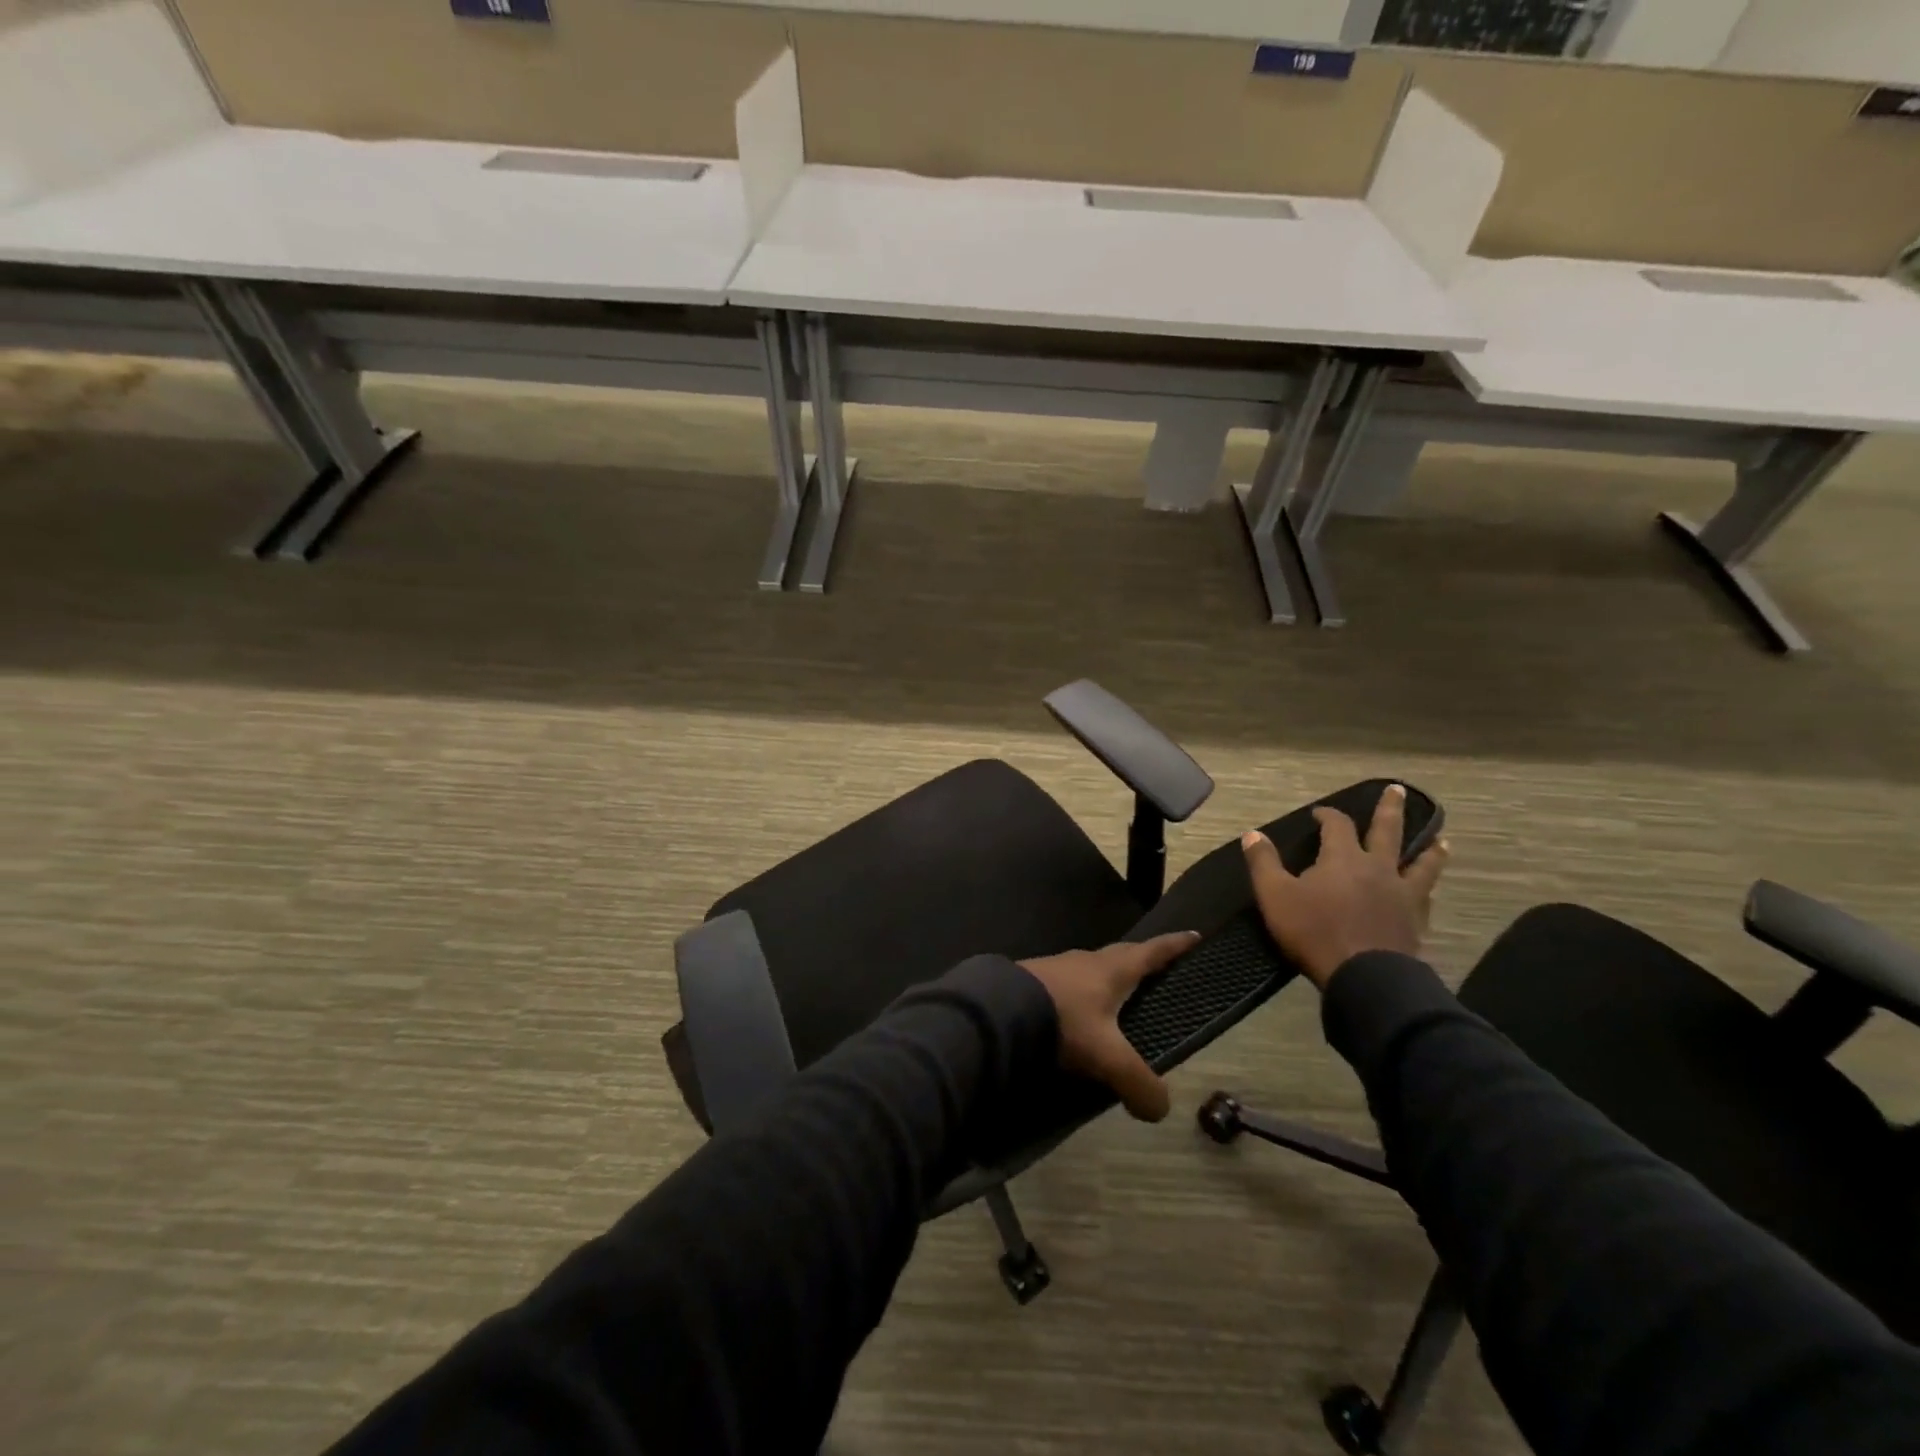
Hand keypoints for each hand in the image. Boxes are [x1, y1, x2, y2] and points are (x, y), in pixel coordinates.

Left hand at [1018, 931, 1200, 1122]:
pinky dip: (1080, 995)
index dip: (1175, 946)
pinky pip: (1068, 985)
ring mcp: (1057, 968)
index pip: (1152, 952)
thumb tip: (1161, 1109)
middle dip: (1142, 961)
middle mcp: (1086, 961)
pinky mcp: (1033, 981)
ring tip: (1117, 997)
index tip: (1194, 935)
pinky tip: (1077, 1015)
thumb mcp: (1108, 1057)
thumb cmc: (1064, 1022)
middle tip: (1159, 968)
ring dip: (1107, 979)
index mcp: (1112, 970)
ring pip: (1091, 970)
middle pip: (1121, 957)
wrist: (1000, 1011)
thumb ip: (1139, 1083)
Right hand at [1242, 784, 1447, 989]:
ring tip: (1440, 840)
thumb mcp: (1275, 895)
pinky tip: (1428, 890)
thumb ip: (1263, 862)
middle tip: (1400, 790)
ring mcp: (1402, 894)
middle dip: (1390, 809)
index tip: (1320, 813)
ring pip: (1421, 864)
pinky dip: (1427, 888)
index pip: (1337, 825)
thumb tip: (1252, 834)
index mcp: (1343, 858)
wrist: (1365, 976)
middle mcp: (1377, 868)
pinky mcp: (1415, 921)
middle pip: (1388, 831)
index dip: (1328, 815)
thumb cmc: (1314, 931)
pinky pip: (1425, 896)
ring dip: (1429, 850)